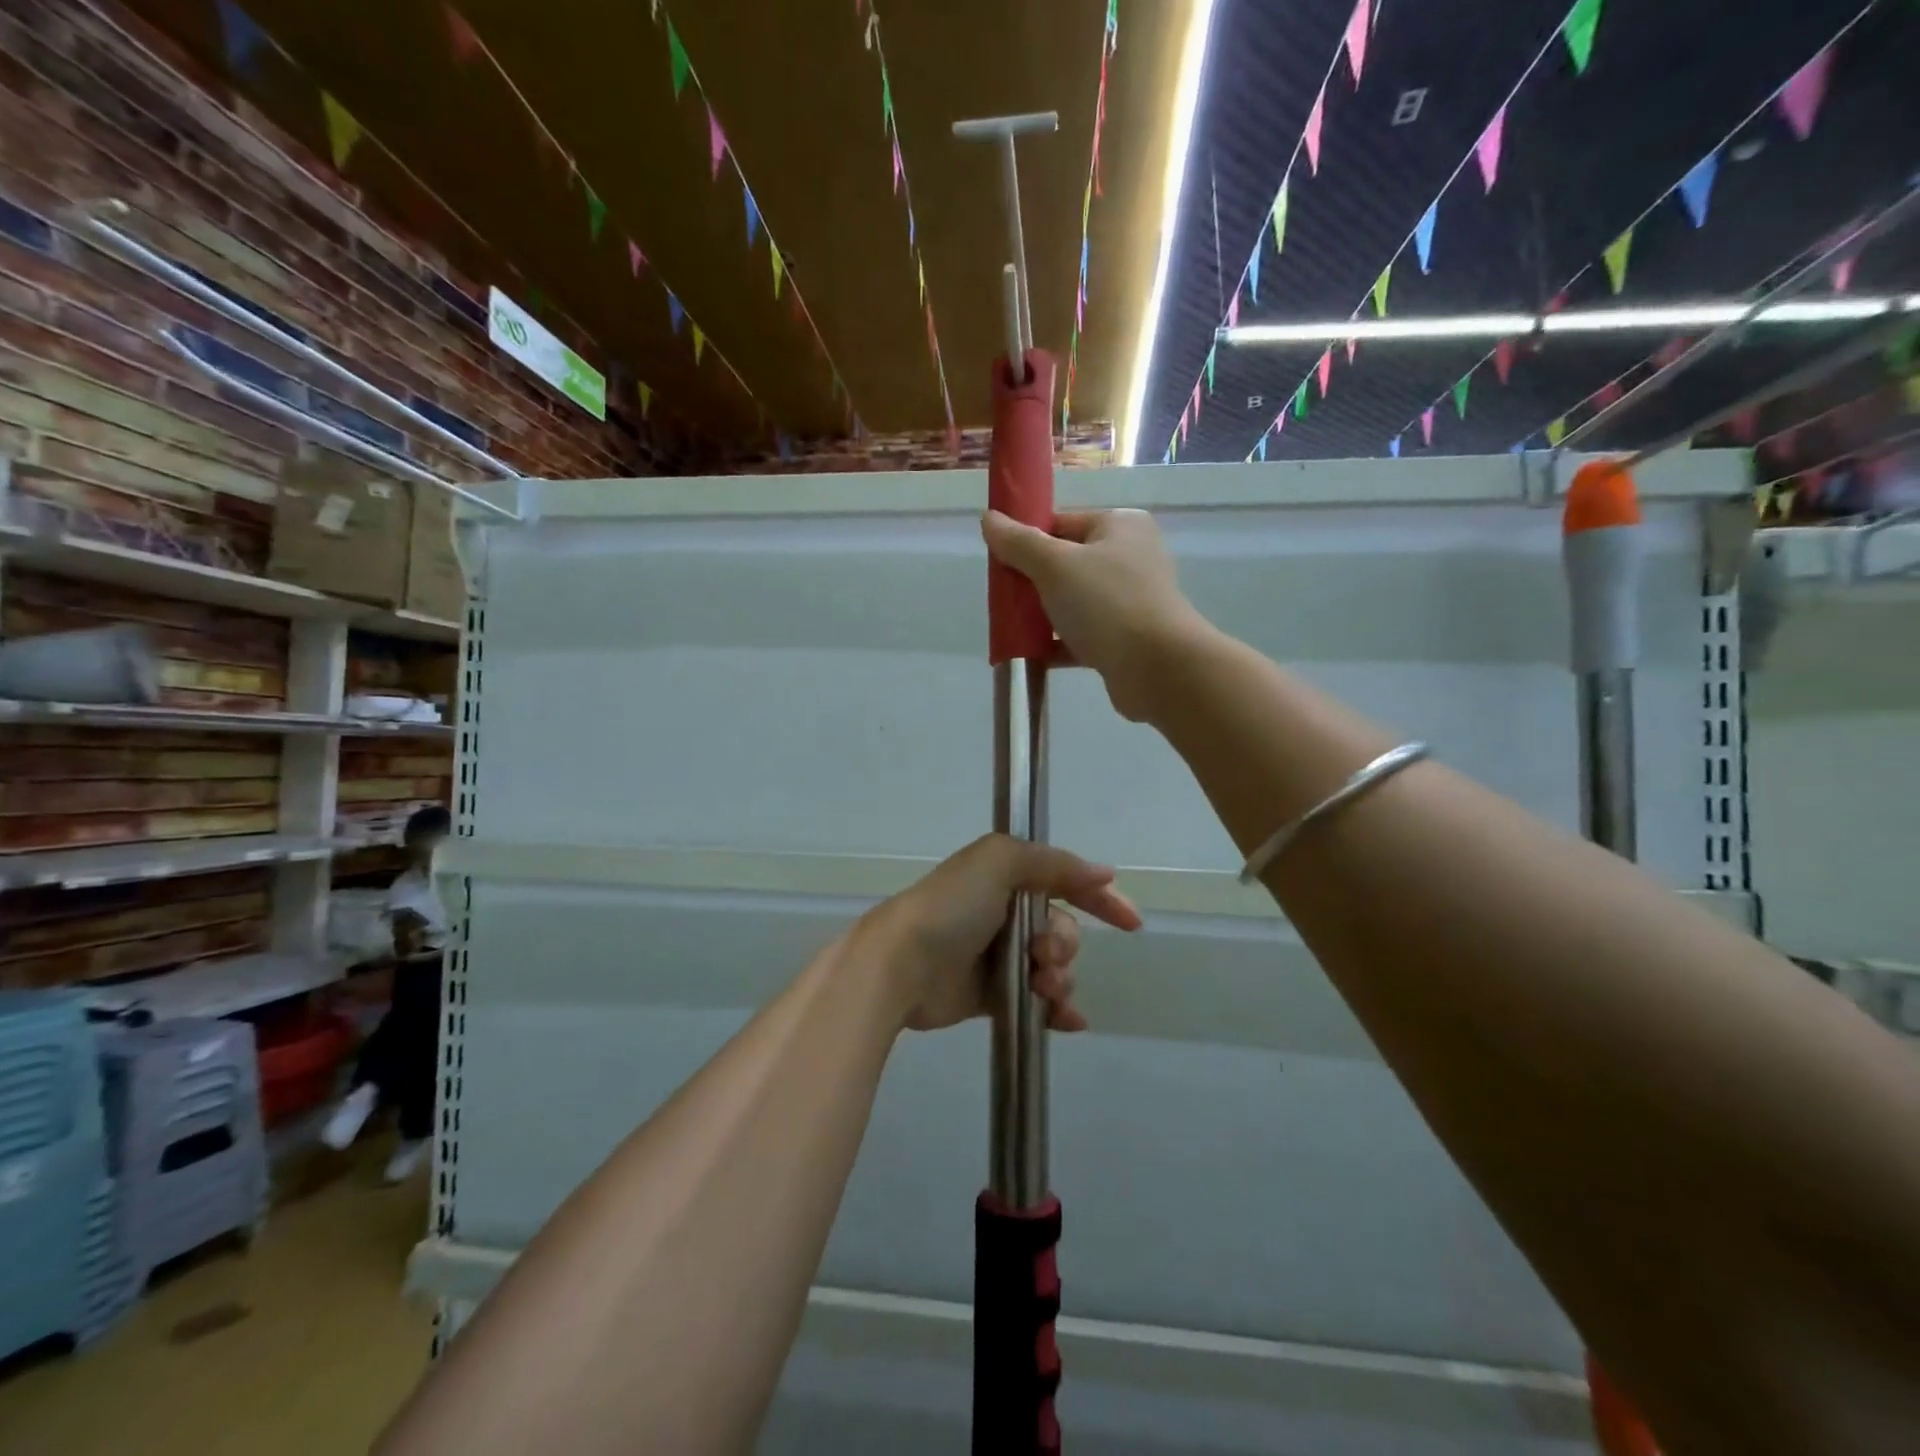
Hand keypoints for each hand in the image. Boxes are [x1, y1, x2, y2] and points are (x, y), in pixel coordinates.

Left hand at [858, 835, 1141, 1033]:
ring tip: (1042, 985)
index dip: (1100, 899)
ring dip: (1060, 978)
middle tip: (1043, 953)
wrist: (900, 965)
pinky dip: (1057, 1011)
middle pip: (1063, 930)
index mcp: (1005, 877)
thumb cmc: (951, 908)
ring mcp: (998, 956)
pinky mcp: (991, 996)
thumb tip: (1103, 872)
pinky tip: (1068, 1021)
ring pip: (1054, 968)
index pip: (1064, 882)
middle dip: (1065, 943)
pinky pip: (1037, 1003)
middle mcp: (1003, 913)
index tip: (1131, 922)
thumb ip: (1054, 863)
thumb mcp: (998, 862)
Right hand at [981, 508, 1202, 721]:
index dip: (1029, 540)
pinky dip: (1058, 644)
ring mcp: (1131, 600)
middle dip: (1033, 581)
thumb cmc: (1106, 603)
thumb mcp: (1054, 565)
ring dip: (1044, 615)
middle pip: (1067, 563)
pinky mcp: (1127, 638)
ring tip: (1013, 628)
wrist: (1157, 668)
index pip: (1062, 523)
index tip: (1002, 563)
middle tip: (1004, 598)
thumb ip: (1018, 542)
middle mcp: (1131, 558)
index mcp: (1120, 526)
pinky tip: (1031, 655)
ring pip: (1074, 601)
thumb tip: (988, 517)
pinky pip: (1083, 635)